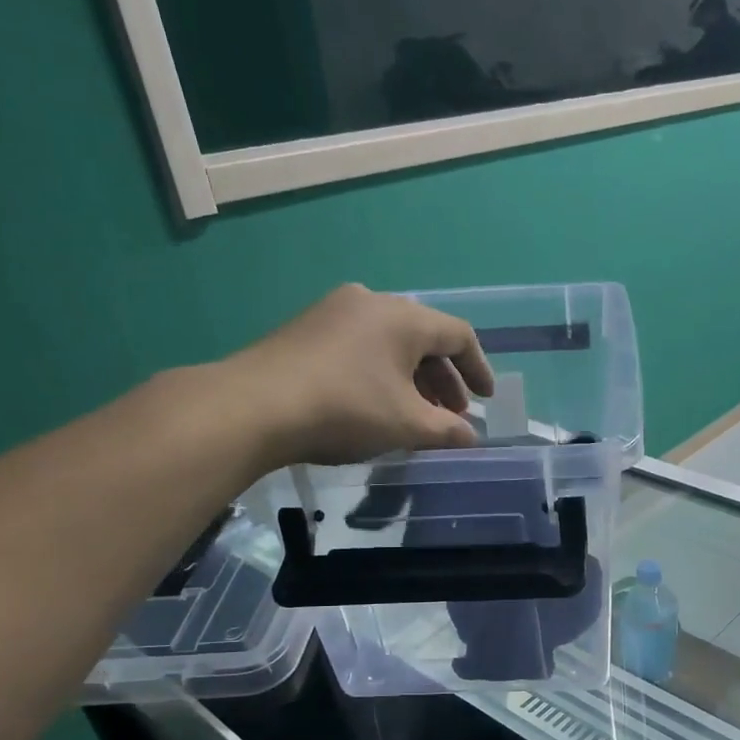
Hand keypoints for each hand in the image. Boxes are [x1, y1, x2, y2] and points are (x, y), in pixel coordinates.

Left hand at [232, 283, 495, 466]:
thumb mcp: (407, 426)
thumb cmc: (346, 409)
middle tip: (451, 415)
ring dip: (412, 379)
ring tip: (415, 415)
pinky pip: (361, 346)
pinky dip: (381, 373)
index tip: (485, 400)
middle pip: (423, 338)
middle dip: (444, 380)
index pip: (458, 335)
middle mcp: (371, 302)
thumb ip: (447, 431)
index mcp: (404, 317)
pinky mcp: (306, 328)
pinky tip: (376, 404)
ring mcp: (334, 311)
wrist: (254, 407)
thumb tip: (471, 437)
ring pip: (390, 343)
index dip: (478, 369)